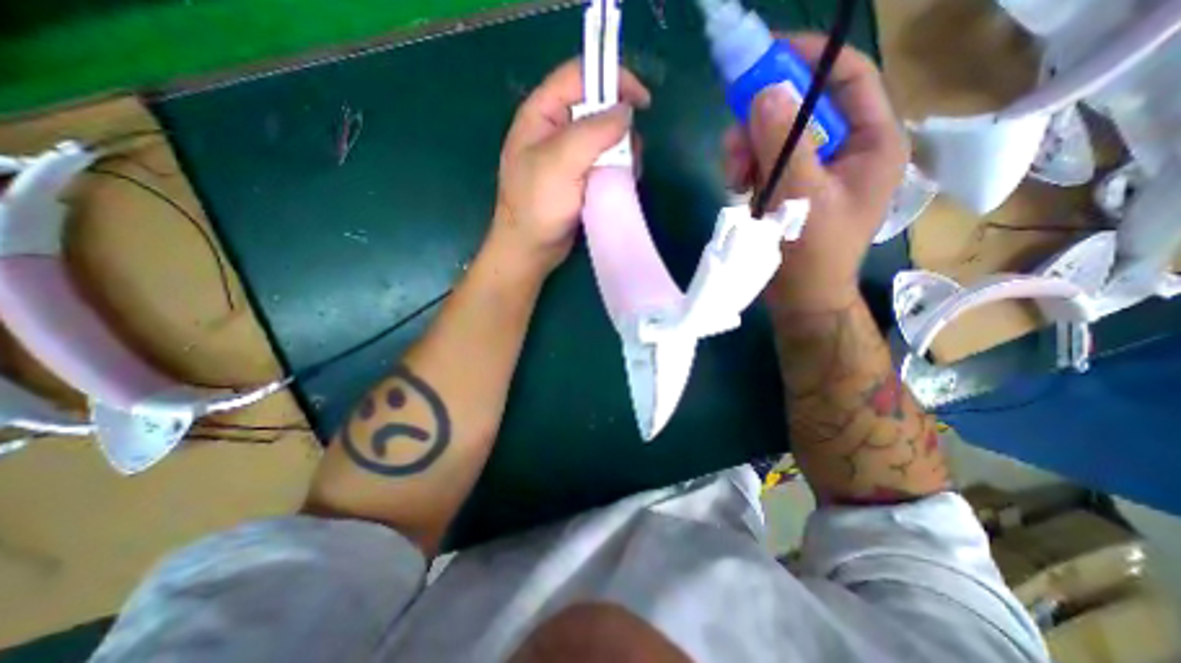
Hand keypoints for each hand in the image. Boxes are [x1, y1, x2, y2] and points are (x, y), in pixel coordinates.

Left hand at [492, 58, 648, 272]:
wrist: (530, 249)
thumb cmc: (537, 205)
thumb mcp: (561, 162)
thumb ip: (593, 132)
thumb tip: (626, 111)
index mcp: (542, 114)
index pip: (580, 75)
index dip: (613, 79)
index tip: (643, 102)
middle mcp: (555, 130)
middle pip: (597, 109)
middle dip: (620, 126)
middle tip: (630, 154)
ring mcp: (568, 156)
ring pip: (605, 139)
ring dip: (622, 152)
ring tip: (626, 174)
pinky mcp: (578, 178)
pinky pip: (604, 163)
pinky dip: (617, 169)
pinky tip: (621, 183)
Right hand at [720, 32, 907, 307]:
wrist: (800, 298)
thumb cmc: (812, 252)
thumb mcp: (801, 194)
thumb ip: (785, 142)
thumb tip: (765, 92)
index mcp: (872, 142)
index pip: (848, 77)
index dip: (808, 59)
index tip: (764, 56)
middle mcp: (847, 149)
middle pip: (803, 108)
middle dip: (762, 121)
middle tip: (733, 139)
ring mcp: (816, 170)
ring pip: (777, 137)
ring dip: (749, 150)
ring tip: (733, 176)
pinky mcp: (792, 188)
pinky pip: (766, 163)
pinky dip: (748, 170)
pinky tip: (737, 188)